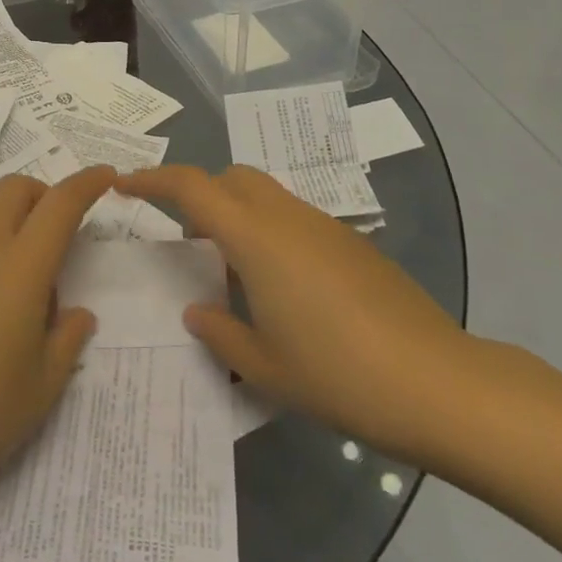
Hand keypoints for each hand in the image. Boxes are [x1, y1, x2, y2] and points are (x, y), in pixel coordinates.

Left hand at [0, 166, 113, 522]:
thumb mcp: (39, 389)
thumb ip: (65, 342)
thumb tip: (75, 315)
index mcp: (18, 269)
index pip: (59, 204)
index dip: (86, 183)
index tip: (105, 176)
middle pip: (12, 191)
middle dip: (43, 195)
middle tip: (60, 240)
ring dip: (14, 242)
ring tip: (22, 318)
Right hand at [118, 164, 479, 467]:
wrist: (438, 383)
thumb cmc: (339, 374)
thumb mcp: (265, 365)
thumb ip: (220, 332)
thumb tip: (197, 311)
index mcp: (255, 237)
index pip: (191, 186)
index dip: (152, 179)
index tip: (123, 184)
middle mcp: (286, 217)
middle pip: (231, 177)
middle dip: (199, 192)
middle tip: (185, 237)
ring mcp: (324, 226)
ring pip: (265, 194)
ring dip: (236, 213)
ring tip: (230, 270)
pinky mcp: (351, 244)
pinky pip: (294, 218)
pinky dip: (269, 231)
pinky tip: (280, 287)